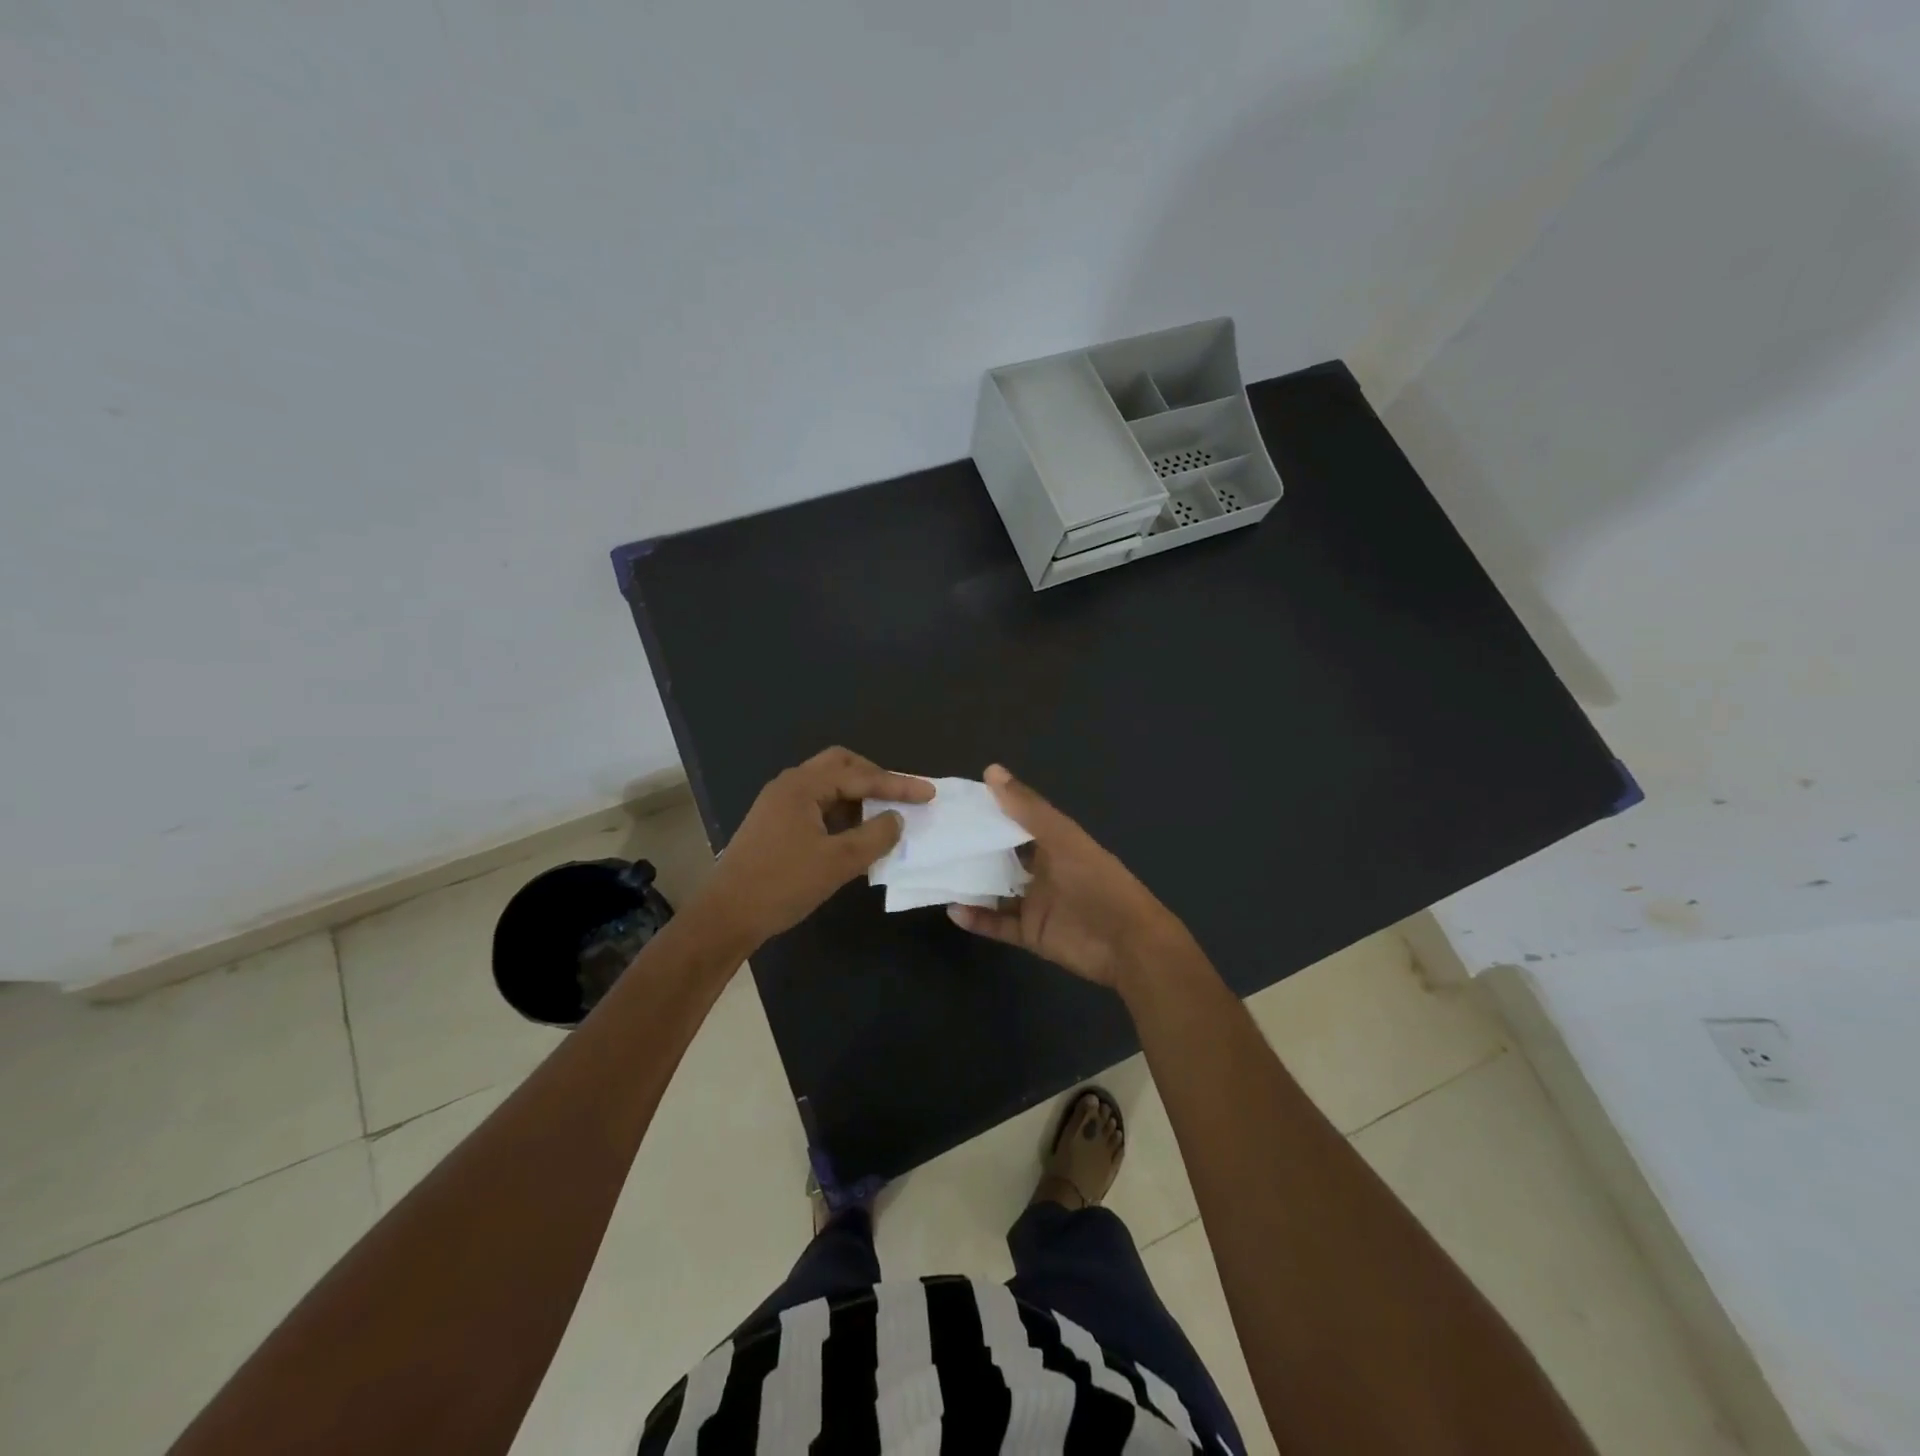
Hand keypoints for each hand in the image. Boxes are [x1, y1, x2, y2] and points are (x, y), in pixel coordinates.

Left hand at [699, 747, 932, 947]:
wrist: (725, 916)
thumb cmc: (782, 884)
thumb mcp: (837, 862)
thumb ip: (874, 836)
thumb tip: (897, 819)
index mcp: (802, 786)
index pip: (860, 776)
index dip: (898, 785)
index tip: (929, 793)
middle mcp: (789, 785)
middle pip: (841, 765)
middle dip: (875, 777)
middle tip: (902, 795)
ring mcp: (779, 804)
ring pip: (828, 784)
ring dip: (858, 794)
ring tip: (885, 814)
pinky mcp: (775, 823)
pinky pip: (817, 804)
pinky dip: (842, 811)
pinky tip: (856, 832)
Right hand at [946, 764, 1186, 987]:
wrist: (1127, 944)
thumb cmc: (1097, 882)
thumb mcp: (1062, 838)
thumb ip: (1027, 808)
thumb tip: (991, 771)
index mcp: (1054, 842)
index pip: (1015, 822)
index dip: (989, 811)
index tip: (954, 803)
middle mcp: (1042, 870)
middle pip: (1002, 857)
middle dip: (973, 849)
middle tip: (935, 838)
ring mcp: (1035, 903)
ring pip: (995, 891)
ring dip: (970, 885)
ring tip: (935, 873)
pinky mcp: (1030, 934)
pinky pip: (997, 924)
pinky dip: (976, 919)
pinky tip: (952, 909)